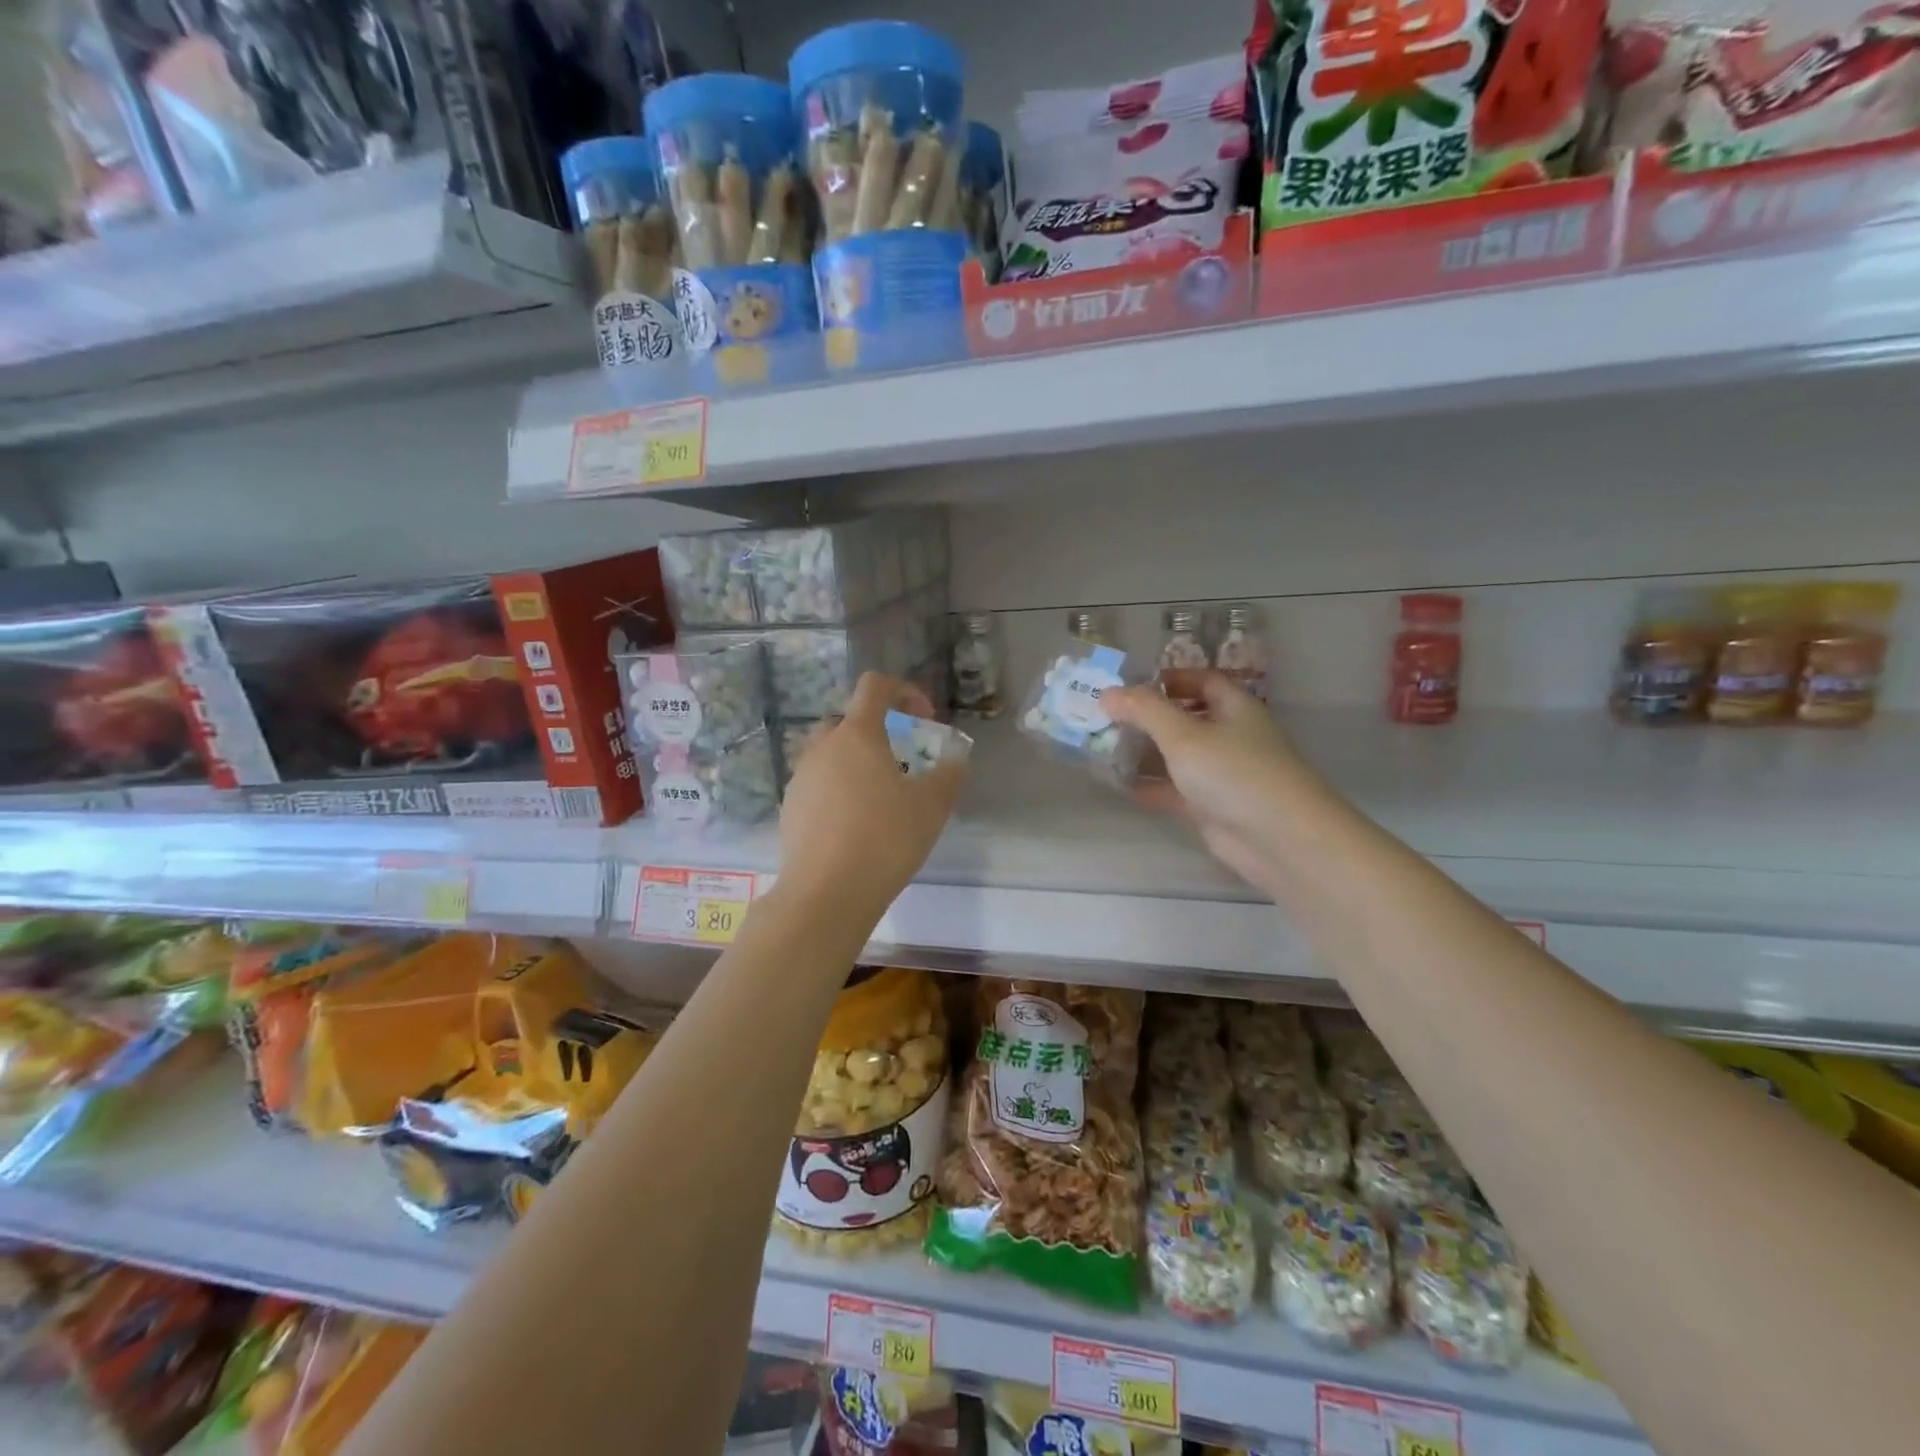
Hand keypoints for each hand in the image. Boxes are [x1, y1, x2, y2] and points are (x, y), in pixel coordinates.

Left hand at [778, 673, 965, 920]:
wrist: (826, 892)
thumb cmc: (885, 838)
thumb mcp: (932, 806)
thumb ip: (949, 774)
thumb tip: (955, 759)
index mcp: (857, 734)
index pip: (875, 686)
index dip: (904, 691)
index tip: (923, 720)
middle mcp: (823, 746)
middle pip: (849, 719)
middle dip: (878, 730)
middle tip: (901, 761)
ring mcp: (800, 777)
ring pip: (830, 753)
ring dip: (855, 762)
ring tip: (878, 798)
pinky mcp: (789, 807)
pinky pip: (817, 784)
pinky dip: (838, 790)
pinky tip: (854, 825)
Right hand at [1101, 673, 1315, 893]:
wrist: (1280, 840)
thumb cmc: (1234, 773)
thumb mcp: (1184, 735)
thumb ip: (1144, 711)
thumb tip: (1108, 692)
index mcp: (1233, 707)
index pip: (1200, 680)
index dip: (1166, 679)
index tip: (1127, 686)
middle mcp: (1229, 735)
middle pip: (1184, 718)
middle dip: (1147, 717)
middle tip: (1103, 717)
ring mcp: (1221, 773)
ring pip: (1177, 755)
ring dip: (1145, 752)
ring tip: (1102, 749)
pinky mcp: (1212, 806)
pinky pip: (1175, 789)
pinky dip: (1150, 786)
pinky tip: (1119, 786)